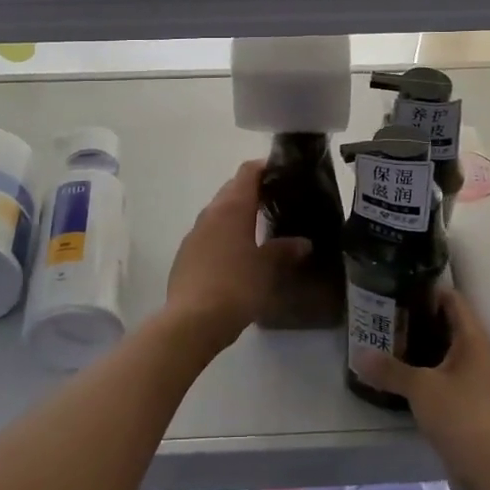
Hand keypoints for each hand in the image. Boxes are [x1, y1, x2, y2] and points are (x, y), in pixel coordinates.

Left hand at [165, 161, 308, 350]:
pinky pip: (209, 233)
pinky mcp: (186, 254)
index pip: (247, 172)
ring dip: (237, 214)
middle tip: (277, 200)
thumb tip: (303, 242)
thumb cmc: (236, 286)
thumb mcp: (267, 269)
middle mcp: (211, 213)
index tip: (282, 172)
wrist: (191, 321)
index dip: (264, 167)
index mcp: (233, 208)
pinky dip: (224, 234)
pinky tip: (236, 254)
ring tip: (259, 228)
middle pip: (232, 189)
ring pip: (219, 212)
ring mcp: (195, 233)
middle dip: (252, 191)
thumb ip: (284, 251)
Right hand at [355, 287, 489, 485]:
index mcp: (472, 338)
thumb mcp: (419, 388)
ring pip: (445, 350)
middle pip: (447, 323)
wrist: (489, 469)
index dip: (427, 290)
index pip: (452, 299)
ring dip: (420, 345)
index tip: (398, 287)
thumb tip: (358, 354)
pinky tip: (401, 373)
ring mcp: (474, 378)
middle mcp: (477, 352)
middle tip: (385, 313)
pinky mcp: (468, 401)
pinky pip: (444, 373)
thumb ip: (389, 369)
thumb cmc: (459, 415)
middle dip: (418, 318)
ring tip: (387, 339)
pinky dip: (425, 369)